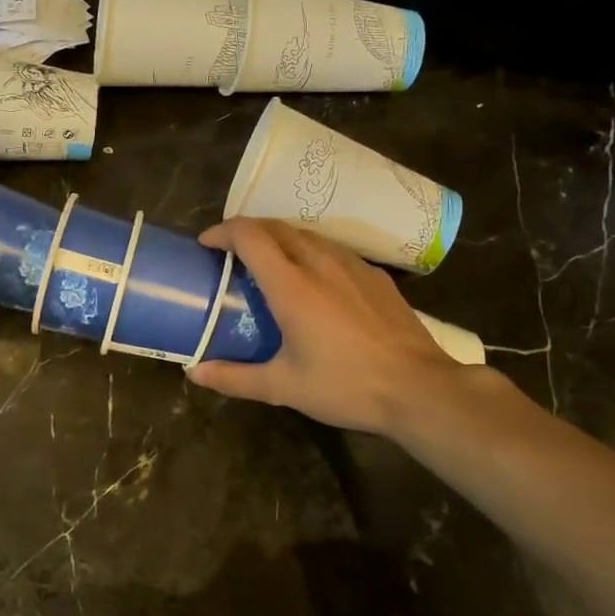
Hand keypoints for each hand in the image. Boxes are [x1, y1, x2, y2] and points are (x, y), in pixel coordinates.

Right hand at [187, 218, 488, 436]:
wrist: (420, 389)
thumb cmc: (346, 385)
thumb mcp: (284, 387)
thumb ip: (235, 378)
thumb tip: (194, 373)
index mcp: (290, 284)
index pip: (249, 235)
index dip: (222, 232)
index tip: (206, 245)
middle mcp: (318, 262)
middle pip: (275, 226)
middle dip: (246, 232)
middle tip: (230, 254)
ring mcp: (351, 264)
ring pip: (306, 234)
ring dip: (278, 239)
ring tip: (268, 262)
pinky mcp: (375, 274)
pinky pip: (332, 249)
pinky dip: (309, 251)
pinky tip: (314, 279)